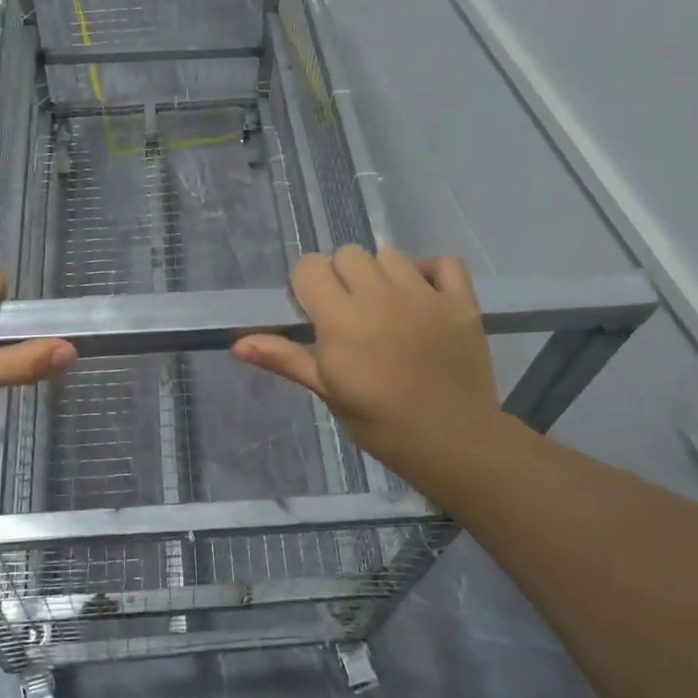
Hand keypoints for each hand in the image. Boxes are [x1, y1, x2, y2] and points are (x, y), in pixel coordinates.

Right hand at [231, 246, 512, 486]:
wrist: (453, 444)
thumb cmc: (380, 423)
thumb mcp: (327, 390)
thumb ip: (285, 358)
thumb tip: (237, 343)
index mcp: (341, 319)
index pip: (309, 267)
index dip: (306, 287)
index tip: (314, 314)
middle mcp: (381, 296)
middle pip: (347, 254)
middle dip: (341, 277)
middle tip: (350, 314)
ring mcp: (424, 295)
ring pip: (389, 254)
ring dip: (381, 274)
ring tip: (387, 308)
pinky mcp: (460, 301)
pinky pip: (443, 262)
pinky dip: (430, 272)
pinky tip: (423, 296)